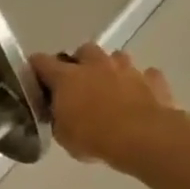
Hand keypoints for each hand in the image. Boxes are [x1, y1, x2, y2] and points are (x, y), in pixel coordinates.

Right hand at [29, 44, 189, 171]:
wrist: (144, 138)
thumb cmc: (94, 137)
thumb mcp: (62, 134)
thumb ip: (58, 117)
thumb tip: (59, 113)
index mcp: (66, 77)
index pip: (41, 61)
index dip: (36, 68)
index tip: (35, 80)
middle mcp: (95, 65)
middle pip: (84, 50)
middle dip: (80, 62)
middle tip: (78, 82)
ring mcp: (127, 69)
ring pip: (116, 57)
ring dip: (111, 69)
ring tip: (109, 88)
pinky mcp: (154, 80)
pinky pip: (145, 75)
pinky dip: (140, 83)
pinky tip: (138, 97)